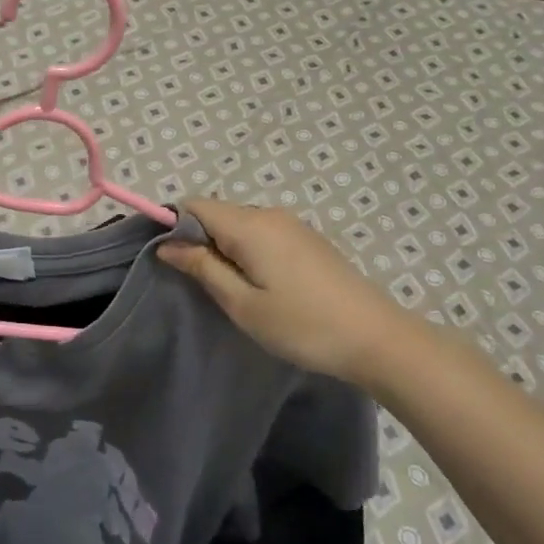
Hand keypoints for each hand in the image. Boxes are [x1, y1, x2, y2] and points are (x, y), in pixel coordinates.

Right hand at [159, 198, 412, 384]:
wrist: (377, 338)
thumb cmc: (302, 325)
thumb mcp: (242, 303)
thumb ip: (202, 268)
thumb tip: (167, 245)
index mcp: (250, 225)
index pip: (195, 205)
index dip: (175, 227)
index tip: (172, 262)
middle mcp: (270, 214)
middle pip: (218, 214)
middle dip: (201, 241)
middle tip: (203, 286)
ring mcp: (294, 225)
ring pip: (241, 225)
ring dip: (227, 250)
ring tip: (234, 292)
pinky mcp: (309, 240)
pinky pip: (264, 234)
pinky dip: (251, 252)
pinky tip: (264, 287)